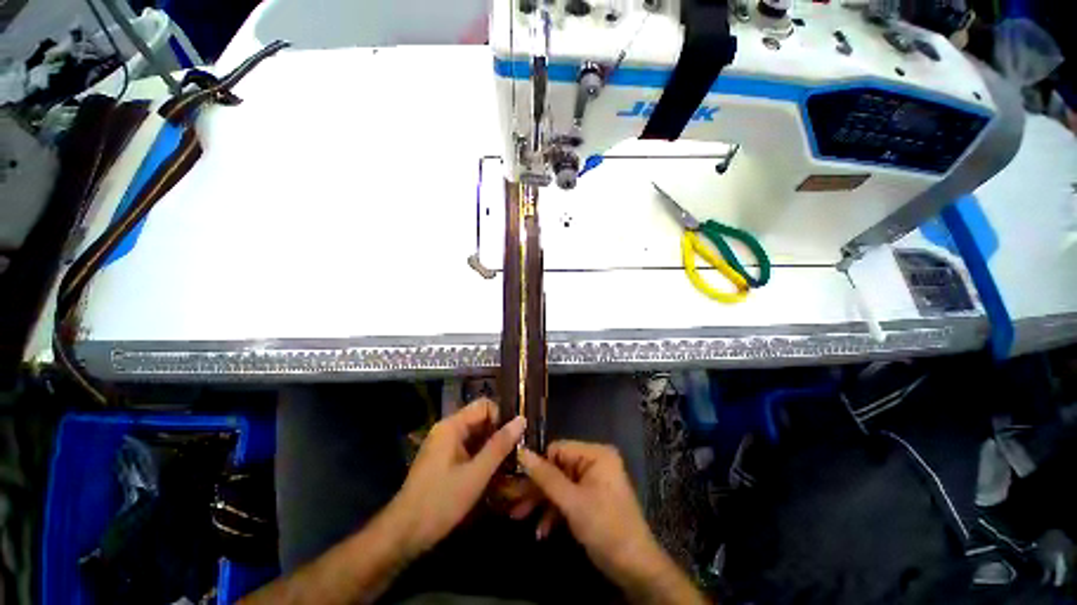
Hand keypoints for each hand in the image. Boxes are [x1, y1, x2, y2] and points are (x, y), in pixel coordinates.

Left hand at [388, 399, 524, 558]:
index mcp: (452, 426)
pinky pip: (468, 449)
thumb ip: (500, 445)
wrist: (403, 534)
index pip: (485, 405)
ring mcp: (444, 445)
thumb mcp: (476, 474)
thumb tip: (521, 419)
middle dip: (499, 434)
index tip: (514, 439)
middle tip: (516, 454)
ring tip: (509, 466)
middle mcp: (447, 430)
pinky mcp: (443, 460)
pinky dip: (481, 458)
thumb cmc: (440, 501)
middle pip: (480, 420)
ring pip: (476, 436)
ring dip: (492, 448)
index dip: (501, 418)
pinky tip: (492, 475)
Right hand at [519, 441, 706, 604]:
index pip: (557, 449)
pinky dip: (555, 512)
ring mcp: (593, 481)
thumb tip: (521, 452)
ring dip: (541, 502)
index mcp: (595, 454)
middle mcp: (594, 462)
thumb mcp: (572, 502)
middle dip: (536, 488)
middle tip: (512, 502)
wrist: (635, 568)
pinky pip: (568, 497)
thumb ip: (545, 477)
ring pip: (559, 485)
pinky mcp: (591, 498)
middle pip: (557, 468)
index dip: (537, 465)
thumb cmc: (605, 528)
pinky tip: (542, 531)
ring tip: (519, 518)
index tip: (516, 481)